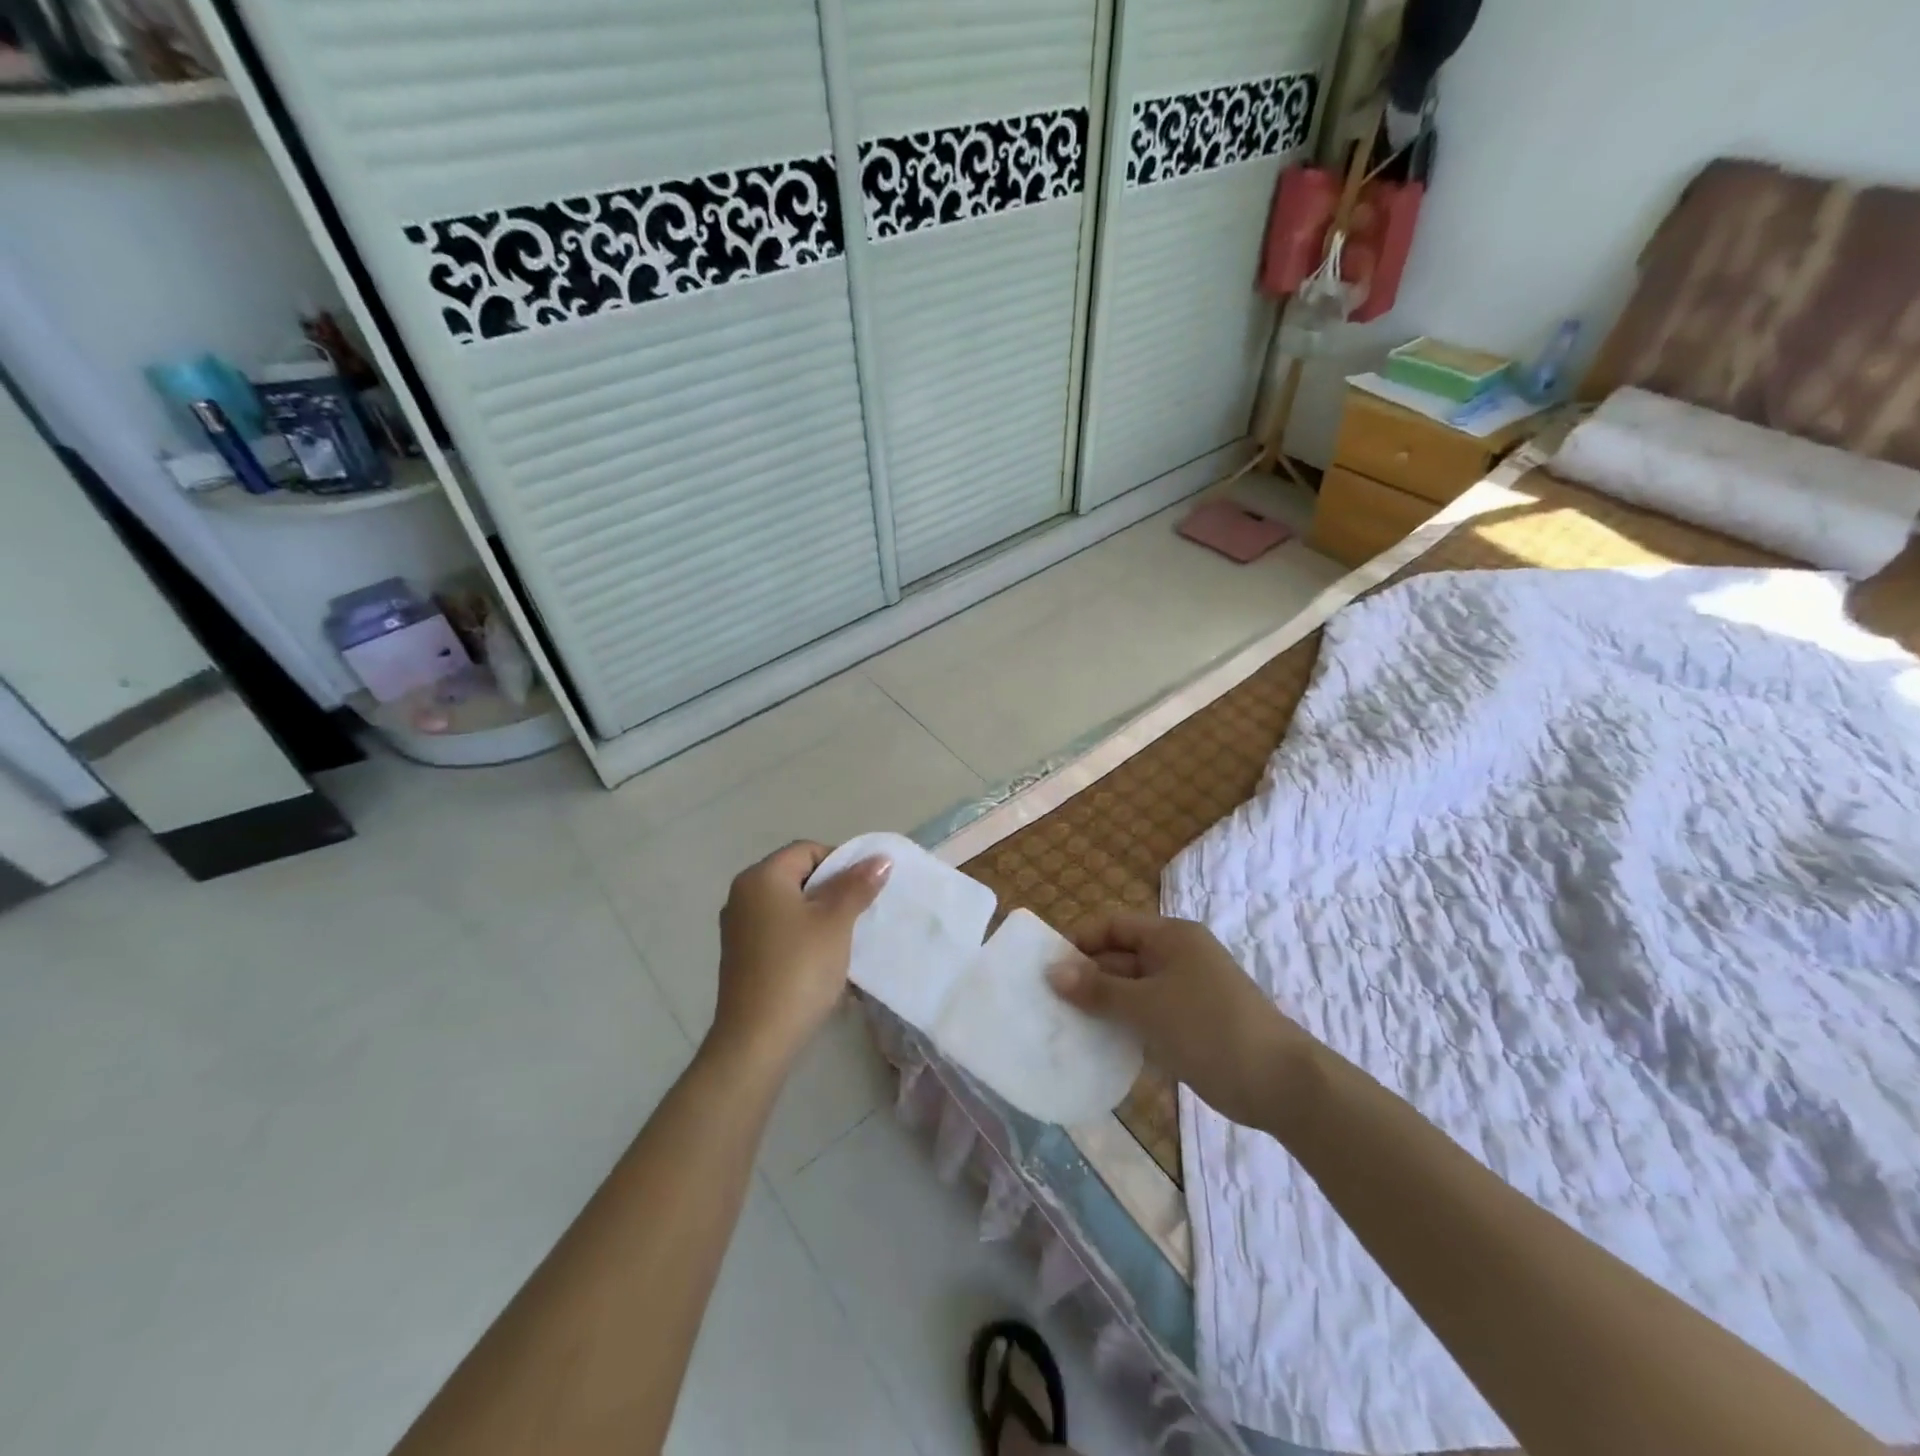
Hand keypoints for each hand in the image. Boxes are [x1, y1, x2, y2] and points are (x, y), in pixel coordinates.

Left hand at [711, 841, 890, 1066]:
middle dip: (833, 892)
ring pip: (791, 907)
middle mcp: (743, 895)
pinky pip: (780, 932)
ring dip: (821, 917)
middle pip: (798, 877)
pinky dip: (804, 938)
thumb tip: (880, 857)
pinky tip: (823, 962)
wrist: (757, 1039)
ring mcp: (738, 928)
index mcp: (761, 877)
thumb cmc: (799, 969)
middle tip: (860, 915)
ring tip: (845, 940)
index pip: (808, 850)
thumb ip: (857, 885)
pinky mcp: (742, 956)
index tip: (864, 890)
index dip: (841, 863)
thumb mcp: (836, 922)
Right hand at [1048, 910, 1315, 1133]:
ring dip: (1103, 1005)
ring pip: (1132, 989)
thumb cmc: (1208, 1029)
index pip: (1114, 925)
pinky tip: (1099, 1046)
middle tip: (1050, 1003)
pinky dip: (1125, 1026)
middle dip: (1087, 977)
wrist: (1280, 1083)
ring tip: (1066, 1026)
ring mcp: (1186, 991)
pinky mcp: (1191, 1024)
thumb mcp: (1146, 1006)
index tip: (1049, 969)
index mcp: (1170, 937)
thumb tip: (1052, 970)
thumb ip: (1097, 989)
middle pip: (1121, 956)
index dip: (1080, 941)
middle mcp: (1177, 956)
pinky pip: (1147, 1015)